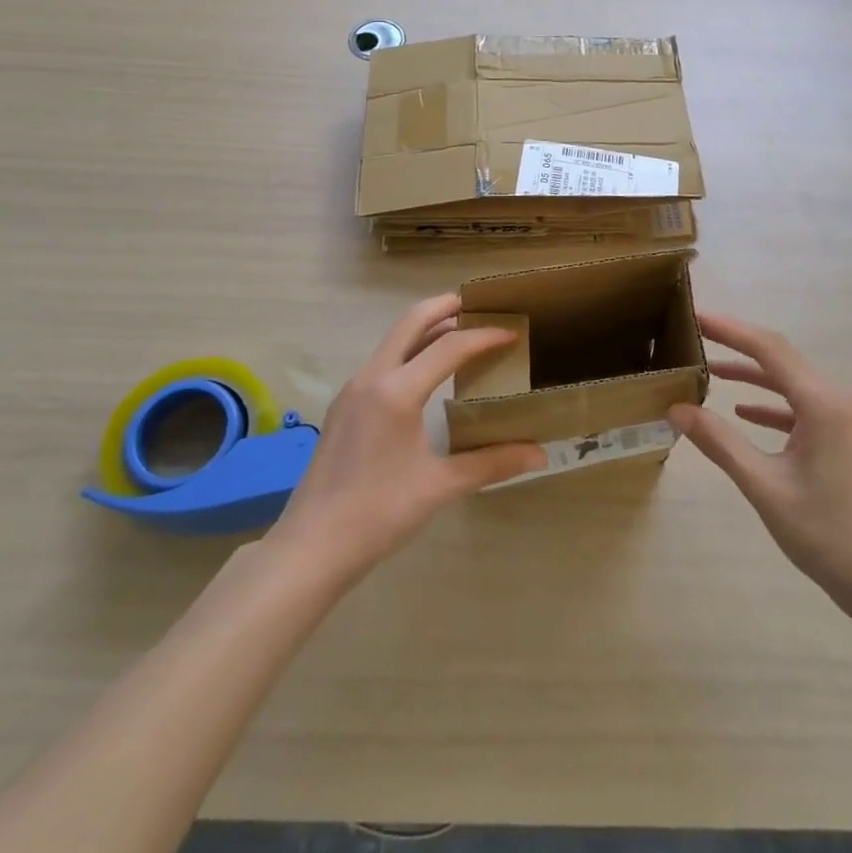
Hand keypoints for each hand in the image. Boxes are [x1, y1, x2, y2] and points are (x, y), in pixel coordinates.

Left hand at [268, 293, 544, 582]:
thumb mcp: (440, 486)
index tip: (512, 331)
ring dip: (425, 328)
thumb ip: (491, 463)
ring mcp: (353, 390)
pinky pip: (382, 361)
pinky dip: (409, 351)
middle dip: (445, 308)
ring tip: (458, 333)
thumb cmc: (378, 514)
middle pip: (411, 322)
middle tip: (478, 305)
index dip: (483, 336)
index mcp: (396, 391)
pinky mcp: (344, 406)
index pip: (449, 347)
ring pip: (393, 340)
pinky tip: (426, 373)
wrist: (311, 547)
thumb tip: (540, 455)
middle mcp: (372, 378)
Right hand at [669, 313, 851, 611]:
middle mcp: (840, 400)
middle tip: (699, 338)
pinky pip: (807, 408)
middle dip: (739, 347)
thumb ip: (720, 442)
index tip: (697, 316)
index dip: (730, 330)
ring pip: (794, 384)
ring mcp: (849, 420)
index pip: (769, 349)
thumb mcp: (764, 486)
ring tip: (714, 373)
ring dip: (755, 377)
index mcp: (823, 403)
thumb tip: (677, 410)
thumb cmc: (827, 534)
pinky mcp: (851, 439)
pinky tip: (747, 413)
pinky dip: (775, 405)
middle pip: (782, 360)